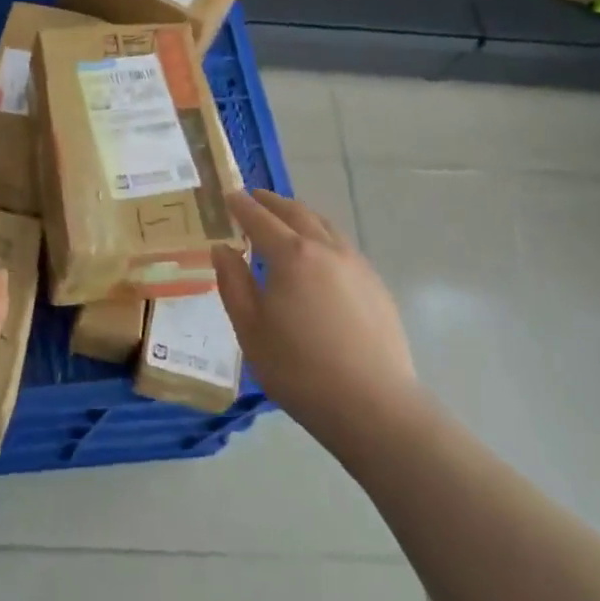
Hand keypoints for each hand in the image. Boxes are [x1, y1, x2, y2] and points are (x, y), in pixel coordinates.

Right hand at [212, 190, 418, 450]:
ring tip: (287, 221)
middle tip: (255, 198)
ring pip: (325, 226)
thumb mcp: (250, 328)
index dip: (241, 205)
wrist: (373, 406)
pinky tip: (319, 258)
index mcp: (291, 255)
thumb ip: (233, 282)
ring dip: (301, 216)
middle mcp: (326, 249)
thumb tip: (223, 248)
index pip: (260, 218)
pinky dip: (323, 238)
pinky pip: (343, 247)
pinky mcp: (377, 286)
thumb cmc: (299, 369)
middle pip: (297, 213)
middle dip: (272, 202)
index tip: (228, 194)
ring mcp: (357, 265)